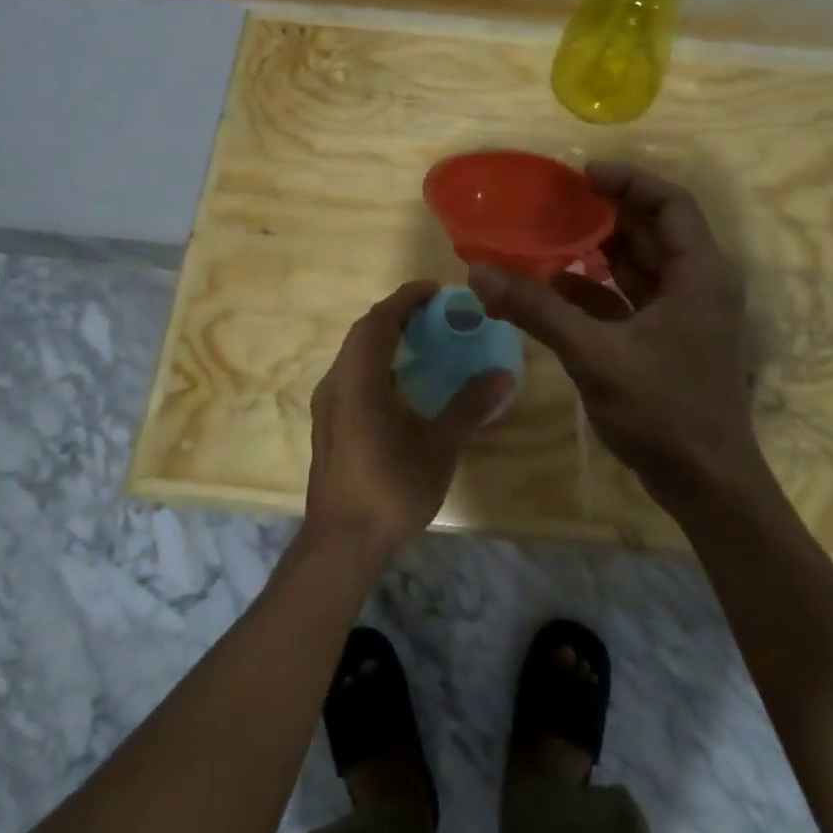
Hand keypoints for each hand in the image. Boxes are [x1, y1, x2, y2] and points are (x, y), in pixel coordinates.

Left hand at [302, 281, 516, 557]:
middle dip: (398, 315)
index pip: (379, 321)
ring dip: (386, 338)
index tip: (436, 291)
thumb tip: (504, 375)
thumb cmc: (391, 490)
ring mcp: (328, 403)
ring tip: (423, 341)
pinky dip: (377, 363)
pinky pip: (352, 374)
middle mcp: (336, 383)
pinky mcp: (329, 422)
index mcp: (359, 381)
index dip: (406, 299)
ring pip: (355, 353)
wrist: (342, 541)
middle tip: (436, 314)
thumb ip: (469, 406)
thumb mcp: (438, 447)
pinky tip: (403, 383)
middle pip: (364, 332)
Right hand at [469, 163, 764, 516]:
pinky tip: (554, 287)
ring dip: (597, 251)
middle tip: (554, 202)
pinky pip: (628, 300)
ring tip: (548, 236)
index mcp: (699, 273)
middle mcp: (697, 285)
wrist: (706, 483)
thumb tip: (480, 273)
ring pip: (638, 266)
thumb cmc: (663, 410)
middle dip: (605, 213)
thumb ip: (538, 310)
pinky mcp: (666, 341)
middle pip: (651, 231)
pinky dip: (596, 290)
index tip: (582, 175)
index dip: (628, 181)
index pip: (670, 203)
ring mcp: (683, 315)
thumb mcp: (594, 355)